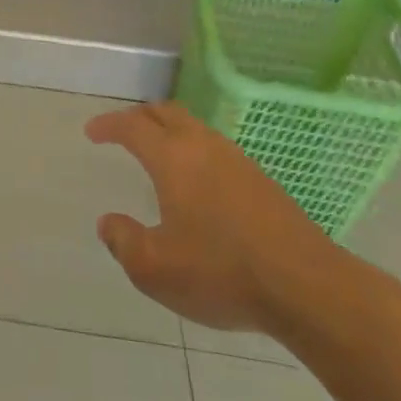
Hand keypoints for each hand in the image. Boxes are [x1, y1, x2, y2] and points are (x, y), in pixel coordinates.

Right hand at [87, 101, 366, 336]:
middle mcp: (204, 147)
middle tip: (122, 132)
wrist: (308, 287)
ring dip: (170, 132)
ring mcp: (238, 161)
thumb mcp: (154, 268)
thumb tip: (109, 223)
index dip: (108, 124)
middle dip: (139, 116)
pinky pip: (216, 150)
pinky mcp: (262, 182)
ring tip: (158, 155)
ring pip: (195, 128)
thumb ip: (123, 242)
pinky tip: (197, 184)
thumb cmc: (222, 272)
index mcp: (173, 158)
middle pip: (166, 112)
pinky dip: (194, 152)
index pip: (133, 126)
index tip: (92, 132)